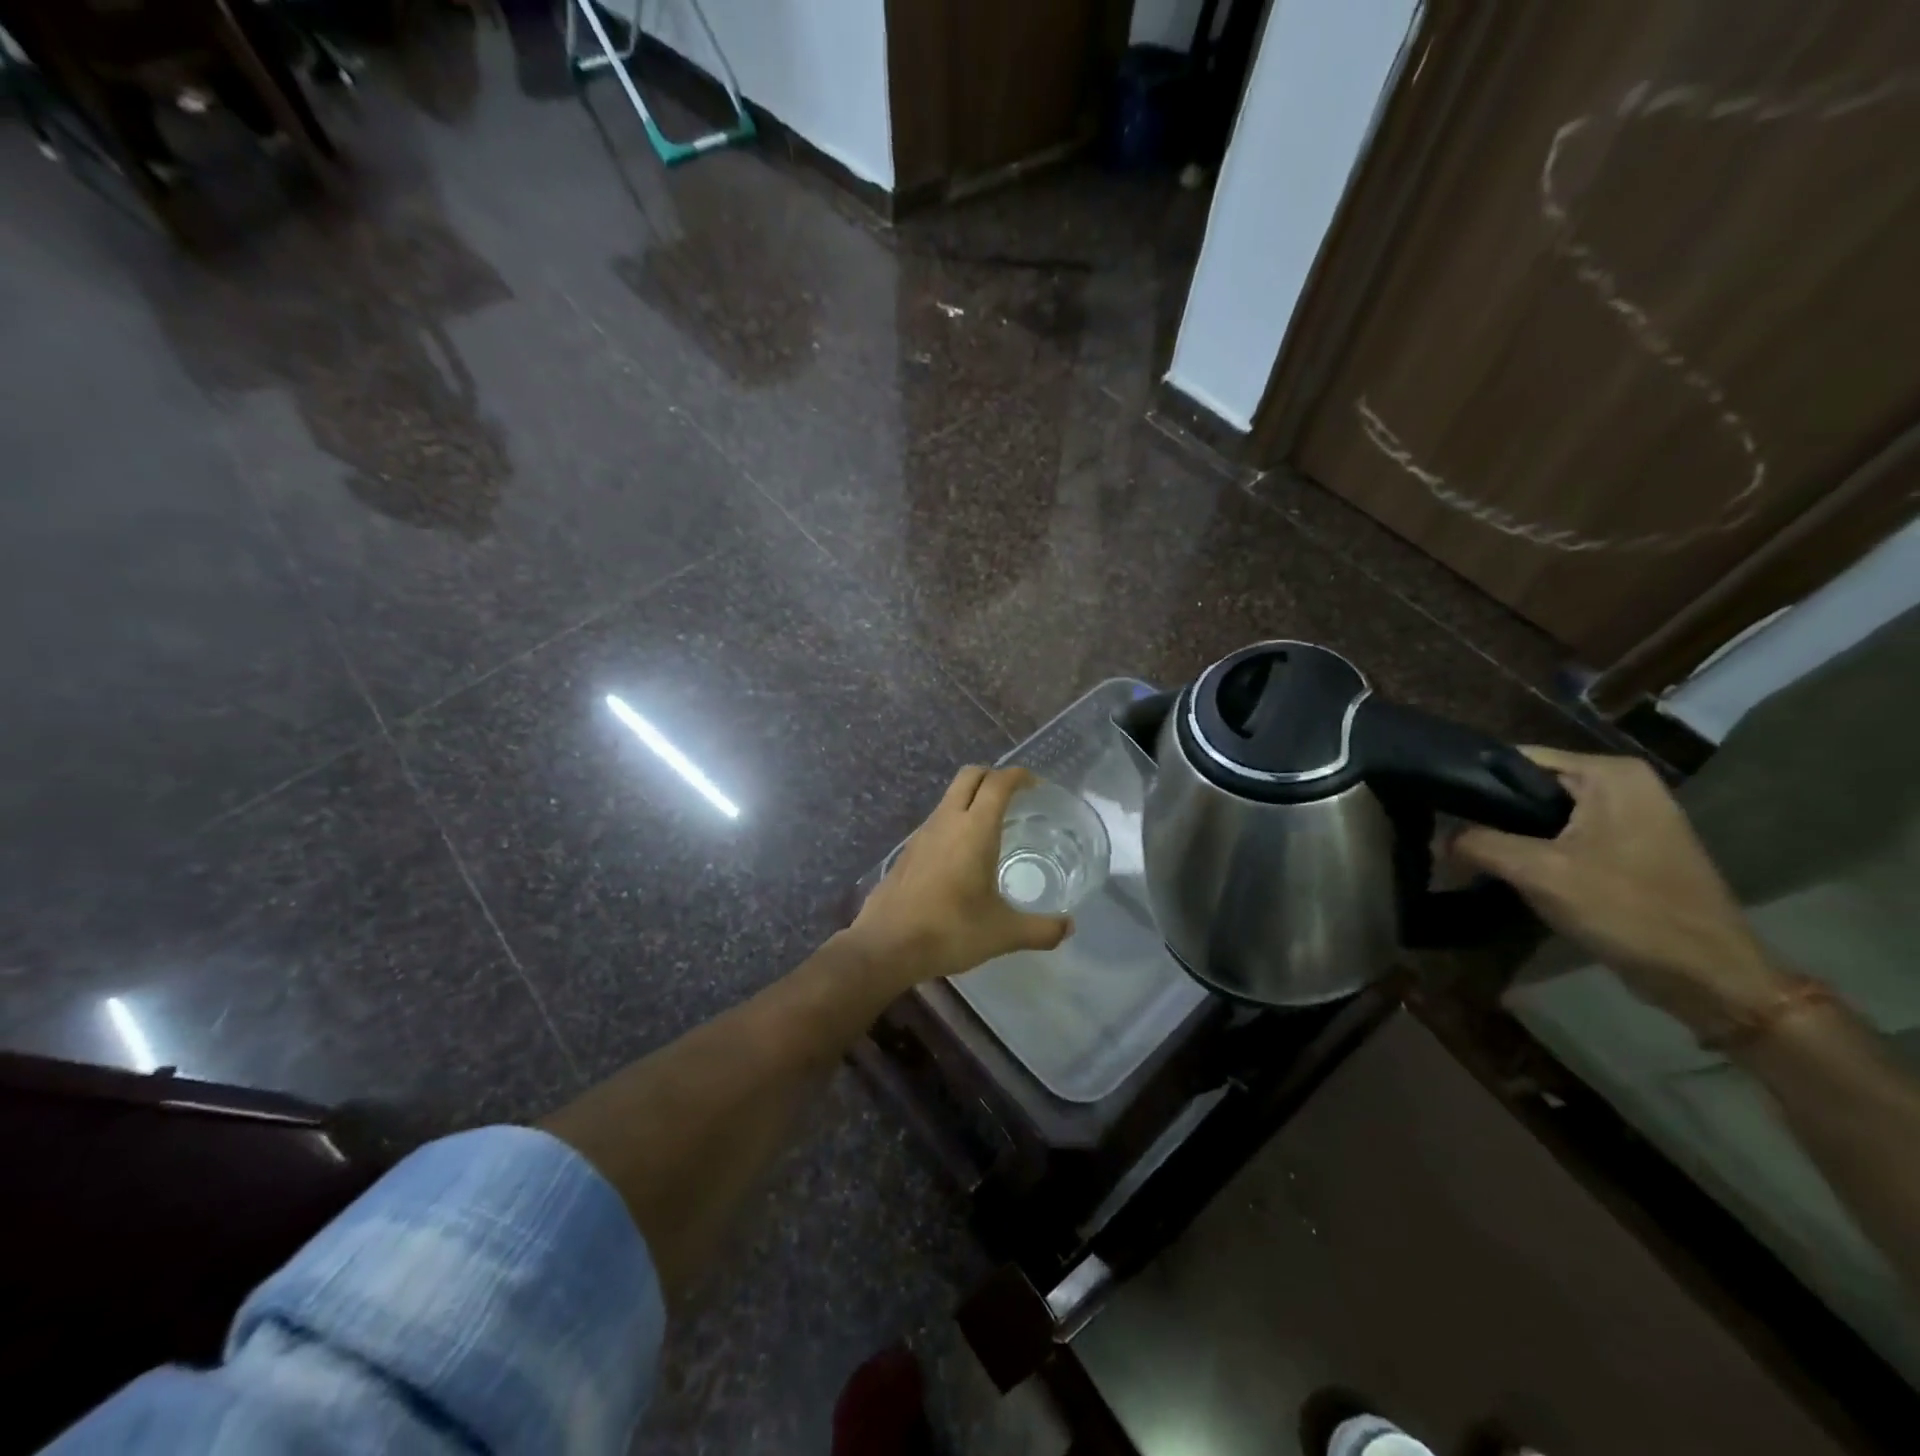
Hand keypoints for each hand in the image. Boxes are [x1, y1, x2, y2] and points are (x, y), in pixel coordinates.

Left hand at [848, 765, 1072, 987]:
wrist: (886, 944)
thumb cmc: (949, 930)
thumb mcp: (1003, 933)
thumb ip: (1041, 929)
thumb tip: (1069, 927)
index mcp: (974, 829)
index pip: (998, 783)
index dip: (1018, 776)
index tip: (1036, 785)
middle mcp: (947, 821)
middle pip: (970, 776)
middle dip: (994, 776)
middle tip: (1015, 796)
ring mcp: (922, 833)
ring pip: (950, 797)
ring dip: (972, 798)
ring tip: (992, 824)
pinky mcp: (908, 850)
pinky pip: (937, 820)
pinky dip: (955, 820)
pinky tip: (963, 853)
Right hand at [1451, 747, 1785, 1032]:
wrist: (1707, 977)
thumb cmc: (1628, 911)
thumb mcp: (1540, 872)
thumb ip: (1479, 844)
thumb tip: (1438, 838)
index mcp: (1610, 774)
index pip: (1518, 760)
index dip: (1474, 782)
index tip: (1437, 806)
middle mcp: (1623, 784)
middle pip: (1530, 786)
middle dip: (1490, 812)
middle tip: (1447, 836)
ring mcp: (1630, 817)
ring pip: (1544, 814)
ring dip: (1510, 834)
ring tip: (1468, 854)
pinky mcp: (1628, 848)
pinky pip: (1564, 835)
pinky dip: (1534, 850)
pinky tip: (1508, 871)